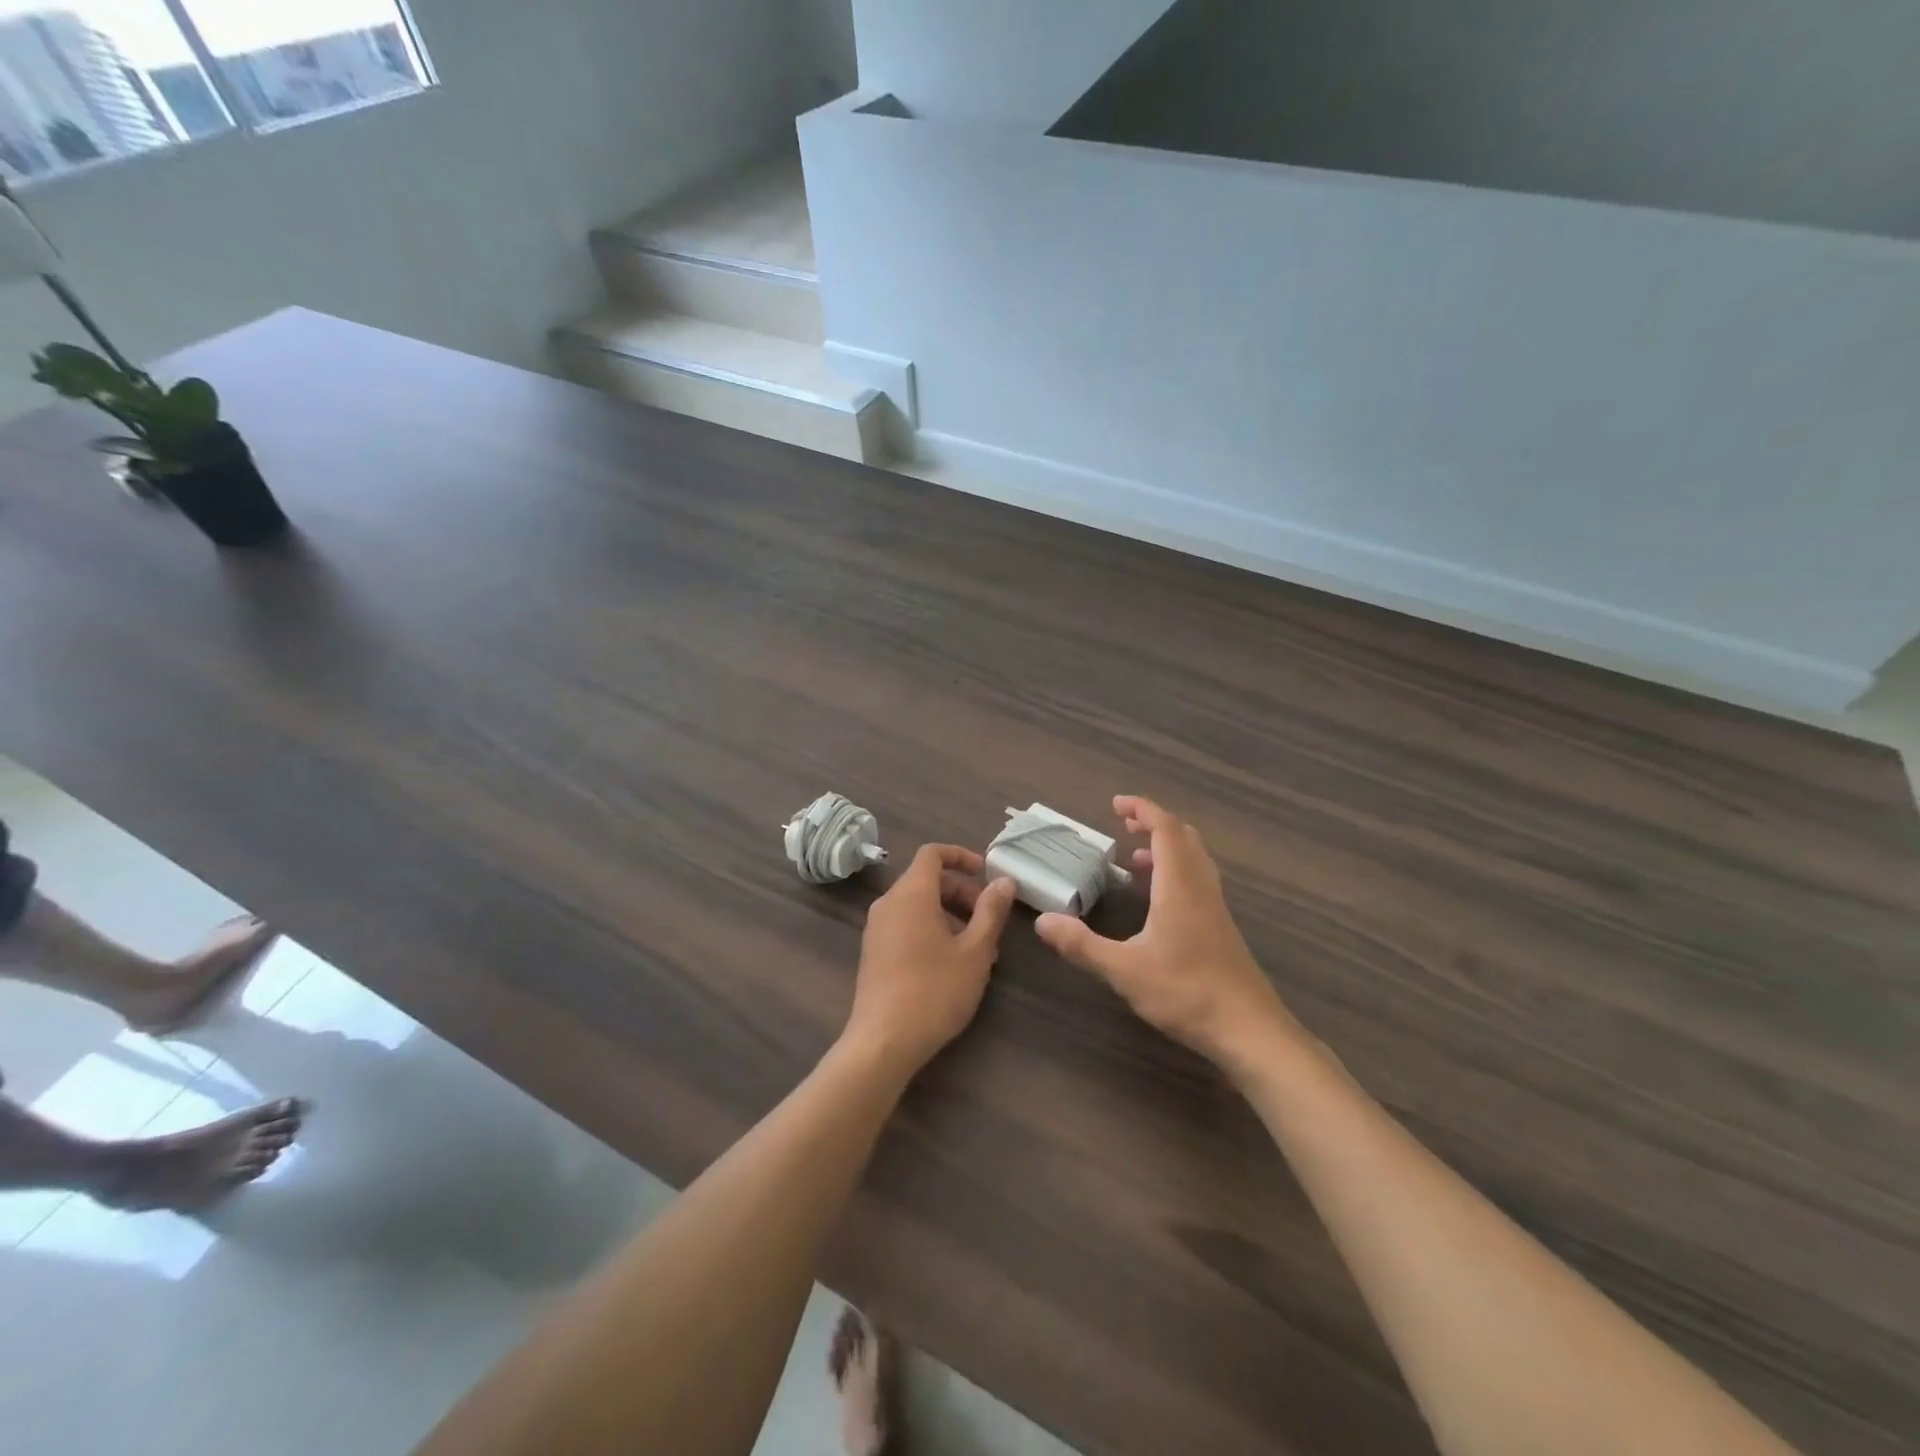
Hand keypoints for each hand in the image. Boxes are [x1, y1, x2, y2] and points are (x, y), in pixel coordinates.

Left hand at [843, 844, 1017, 1078]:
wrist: (883, 1042)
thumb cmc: (935, 990)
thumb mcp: (975, 951)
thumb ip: (991, 911)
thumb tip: (1004, 881)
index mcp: (911, 893)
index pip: (933, 853)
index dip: (961, 856)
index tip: (986, 873)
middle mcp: (888, 903)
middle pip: (927, 880)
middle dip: (962, 892)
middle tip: (990, 920)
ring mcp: (877, 929)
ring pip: (918, 905)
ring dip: (950, 915)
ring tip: (979, 949)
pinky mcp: (874, 953)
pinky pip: (906, 925)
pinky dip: (932, 930)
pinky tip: (954, 965)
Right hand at [1036, 796, 1294, 1072]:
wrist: (1250, 1031)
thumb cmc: (1186, 993)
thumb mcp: (1124, 970)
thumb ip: (1082, 945)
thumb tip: (1042, 921)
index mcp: (1179, 886)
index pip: (1165, 830)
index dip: (1143, 810)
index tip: (1116, 804)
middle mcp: (1201, 888)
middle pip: (1184, 838)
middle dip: (1154, 824)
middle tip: (1125, 825)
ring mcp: (1216, 909)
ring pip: (1195, 860)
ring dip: (1167, 848)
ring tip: (1135, 859)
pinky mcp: (1221, 929)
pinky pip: (1198, 881)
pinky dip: (1176, 872)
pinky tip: (1158, 901)